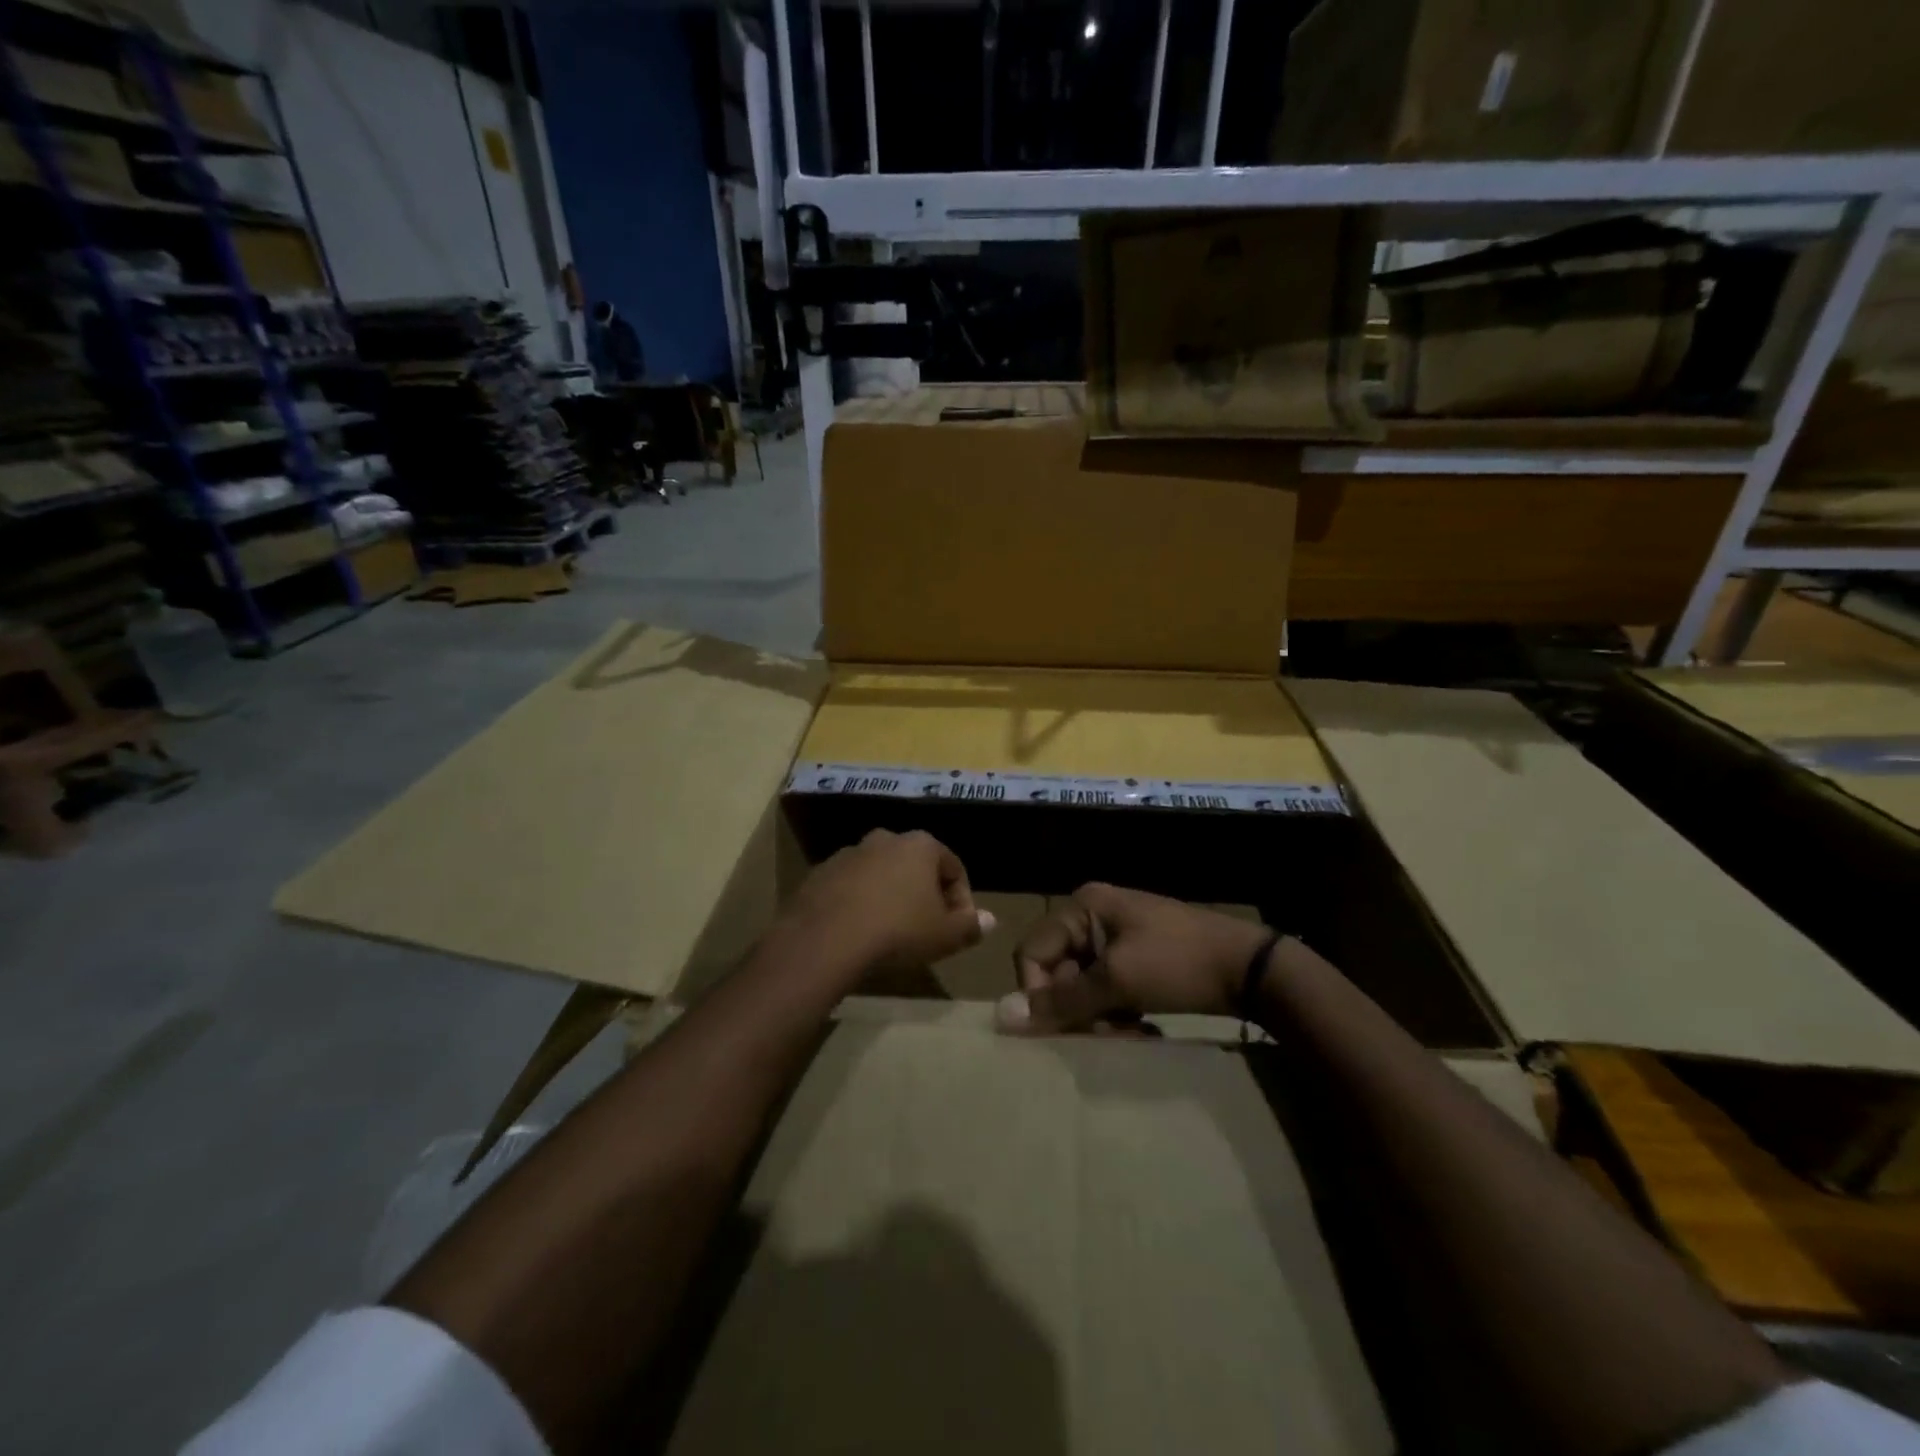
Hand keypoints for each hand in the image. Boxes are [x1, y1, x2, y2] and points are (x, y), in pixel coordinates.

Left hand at [781, 829, 991, 984]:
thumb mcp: (944, 936)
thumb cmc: (898, 931)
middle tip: (926, 929)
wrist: (825, 939)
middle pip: (916, 867)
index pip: (953, 868)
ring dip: (890, 897)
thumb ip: (970, 926)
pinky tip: (858, 932)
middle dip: (924, 895)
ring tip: (890, 933)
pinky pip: (850, 887)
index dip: (962, 900)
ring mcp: (849, 853)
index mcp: (920, 845)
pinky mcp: (820, 873)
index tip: (959, 929)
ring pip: (881, 874)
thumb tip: (990, 920)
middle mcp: (885, 839)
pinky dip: (859, 903)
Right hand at [1001, 883, 1271, 1033]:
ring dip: (1096, 1014)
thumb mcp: (1117, 982)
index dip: (1039, 992)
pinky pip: (1106, 986)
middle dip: (1075, 1007)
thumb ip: (1061, 1001)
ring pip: (1082, 984)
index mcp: (1082, 907)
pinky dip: (1115, 1010)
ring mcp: (1116, 935)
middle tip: (1103, 1033)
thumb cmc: (1178, 965)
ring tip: (1126, 1032)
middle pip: (1057, 970)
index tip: (1068, 1026)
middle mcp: (1093, 915)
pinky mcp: (1136, 956)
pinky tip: (1138, 1027)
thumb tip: (1001, 1017)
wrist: (1250, 968)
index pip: (1032, 952)